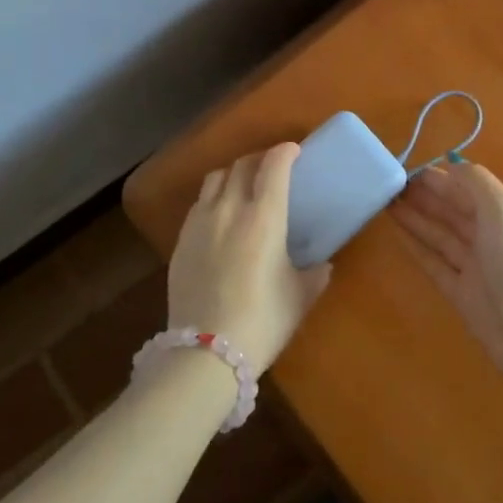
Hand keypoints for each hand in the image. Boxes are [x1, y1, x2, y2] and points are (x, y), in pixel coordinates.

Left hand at [167, 143, 331, 375]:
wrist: (206, 351)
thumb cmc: (262, 321)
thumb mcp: (299, 297)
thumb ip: (314, 274)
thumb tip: (322, 265)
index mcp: (264, 217)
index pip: (273, 166)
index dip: (285, 152)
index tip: (294, 151)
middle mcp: (229, 209)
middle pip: (242, 165)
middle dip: (259, 159)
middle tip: (272, 167)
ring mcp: (200, 223)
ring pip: (215, 179)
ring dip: (233, 174)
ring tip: (242, 186)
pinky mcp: (180, 240)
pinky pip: (199, 204)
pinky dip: (213, 198)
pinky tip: (219, 216)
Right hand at [392, 163, 502, 407]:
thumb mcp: (501, 210)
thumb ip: (476, 183)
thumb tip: (451, 164)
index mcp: (500, 213)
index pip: (465, 187)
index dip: (438, 177)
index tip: (406, 168)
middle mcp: (487, 236)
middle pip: (451, 210)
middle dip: (423, 195)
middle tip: (388, 184)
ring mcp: (473, 266)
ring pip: (439, 234)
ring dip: (415, 218)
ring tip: (386, 203)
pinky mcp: (460, 293)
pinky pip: (434, 263)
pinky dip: (417, 248)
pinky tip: (397, 234)